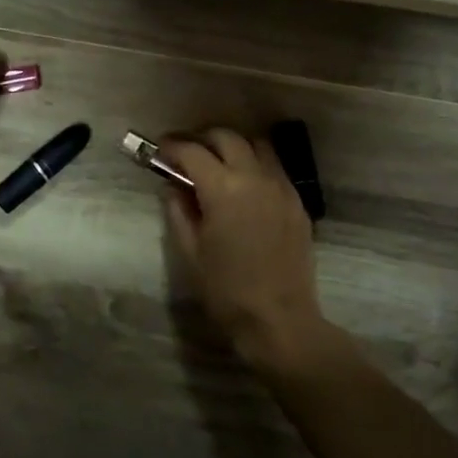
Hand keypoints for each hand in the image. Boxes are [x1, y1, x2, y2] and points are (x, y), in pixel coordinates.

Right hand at [161, 128, 333, 373]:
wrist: (279, 320)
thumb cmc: (227, 290)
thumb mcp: (190, 251)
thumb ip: (178, 211)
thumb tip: (173, 186)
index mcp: (223, 188)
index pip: (192, 151)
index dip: (172, 147)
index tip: (160, 151)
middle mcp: (255, 177)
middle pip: (227, 137)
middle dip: (202, 139)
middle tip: (186, 155)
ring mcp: (281, 187)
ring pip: (256, 146)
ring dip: (233, 147)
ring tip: (218, 164)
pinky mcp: (297, 201)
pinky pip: (275, 168)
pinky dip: (255, 165)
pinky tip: (244, 187)